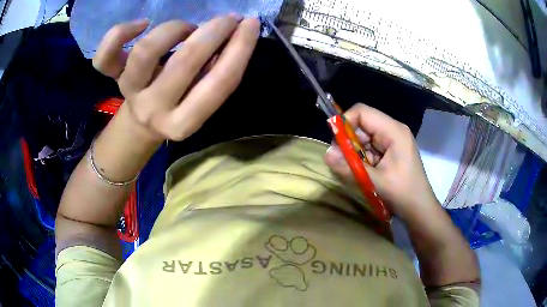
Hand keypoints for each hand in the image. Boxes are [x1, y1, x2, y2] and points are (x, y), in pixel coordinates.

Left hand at [92, 15, 259, 140]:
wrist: (140, 123)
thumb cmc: (176, 109)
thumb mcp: (199, 104)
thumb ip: (214, 77)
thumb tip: (230, 39)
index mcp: (182, 123)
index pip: (218, 85)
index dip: (240, 50)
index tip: (251, 25)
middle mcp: (153, 109)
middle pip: (184, 63)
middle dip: (213, 32)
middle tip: (227, 19)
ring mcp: (130, 91)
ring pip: (145, 52)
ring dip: (174, 30)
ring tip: (186, 28)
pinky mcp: (113, 78)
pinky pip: (104, 58)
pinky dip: (119, 34)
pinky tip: (141, 24)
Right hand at [324, 103, 439, 219]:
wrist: (419, 208)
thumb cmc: (403, 193)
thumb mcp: (375, 181)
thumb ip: (349, 167)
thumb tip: (326, 154)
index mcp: (393, 131)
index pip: (362, 112)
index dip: (345, 122)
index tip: (335, 142)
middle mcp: (393, 130)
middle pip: (362, 124)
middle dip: (349, 141)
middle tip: (344, 161)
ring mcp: (392, 140)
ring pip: (364, 137)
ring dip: (356, 152)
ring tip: (358, 171)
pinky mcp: (390, 150)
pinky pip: (369, 147)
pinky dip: (362, 158)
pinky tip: (365, 172)